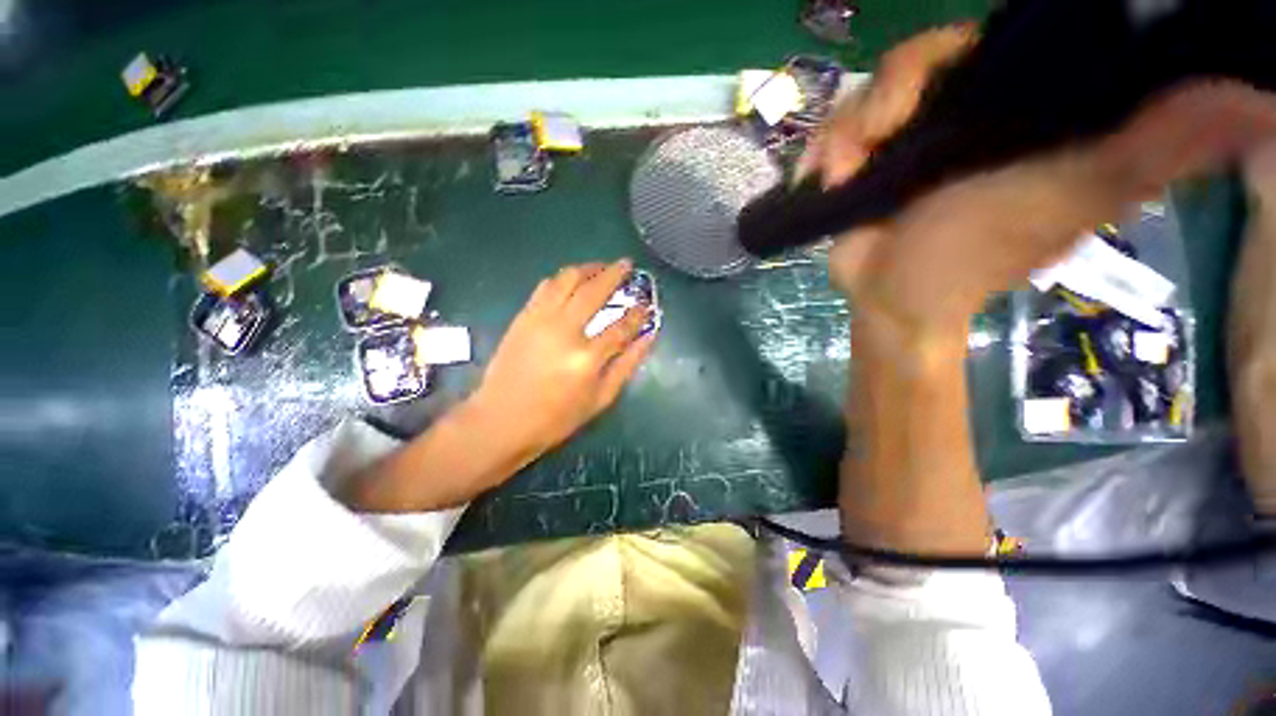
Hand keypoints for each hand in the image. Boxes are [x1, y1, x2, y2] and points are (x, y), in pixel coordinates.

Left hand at [470, 259, 655, 458]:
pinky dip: (562, 278)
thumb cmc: (556, 417)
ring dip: (587, 268)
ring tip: (601, 267)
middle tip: (627, 264)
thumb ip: (627, 365)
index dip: (638, 313)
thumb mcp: (600, 399)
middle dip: (615, 274)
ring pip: (567, 280)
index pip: (622, 326)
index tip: (647, 303)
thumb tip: (648, 337)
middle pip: (594, 291)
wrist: (501, 420)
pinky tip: (572, 280)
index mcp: (587, 358)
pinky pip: (545, 287)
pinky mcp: (523, 317)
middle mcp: (564, 331)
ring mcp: (540, 320)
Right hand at [803, 26, 1275, 336]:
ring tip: (840, 174)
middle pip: (911, 62)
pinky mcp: (860, 165)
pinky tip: (821, 178)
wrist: (891, 299)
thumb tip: (1250, 99)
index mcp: (1011, 108)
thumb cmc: (972, 256)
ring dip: (844, 133)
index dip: (946, 52)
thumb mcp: (1072, 197)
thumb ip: (1153, 149)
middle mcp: (956, 112)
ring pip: (863, 97)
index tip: (921, 91)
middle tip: (869, 144)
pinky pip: (833, 132)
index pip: (981, 41)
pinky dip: (821, 152)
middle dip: (882, 99)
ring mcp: (901, 140)